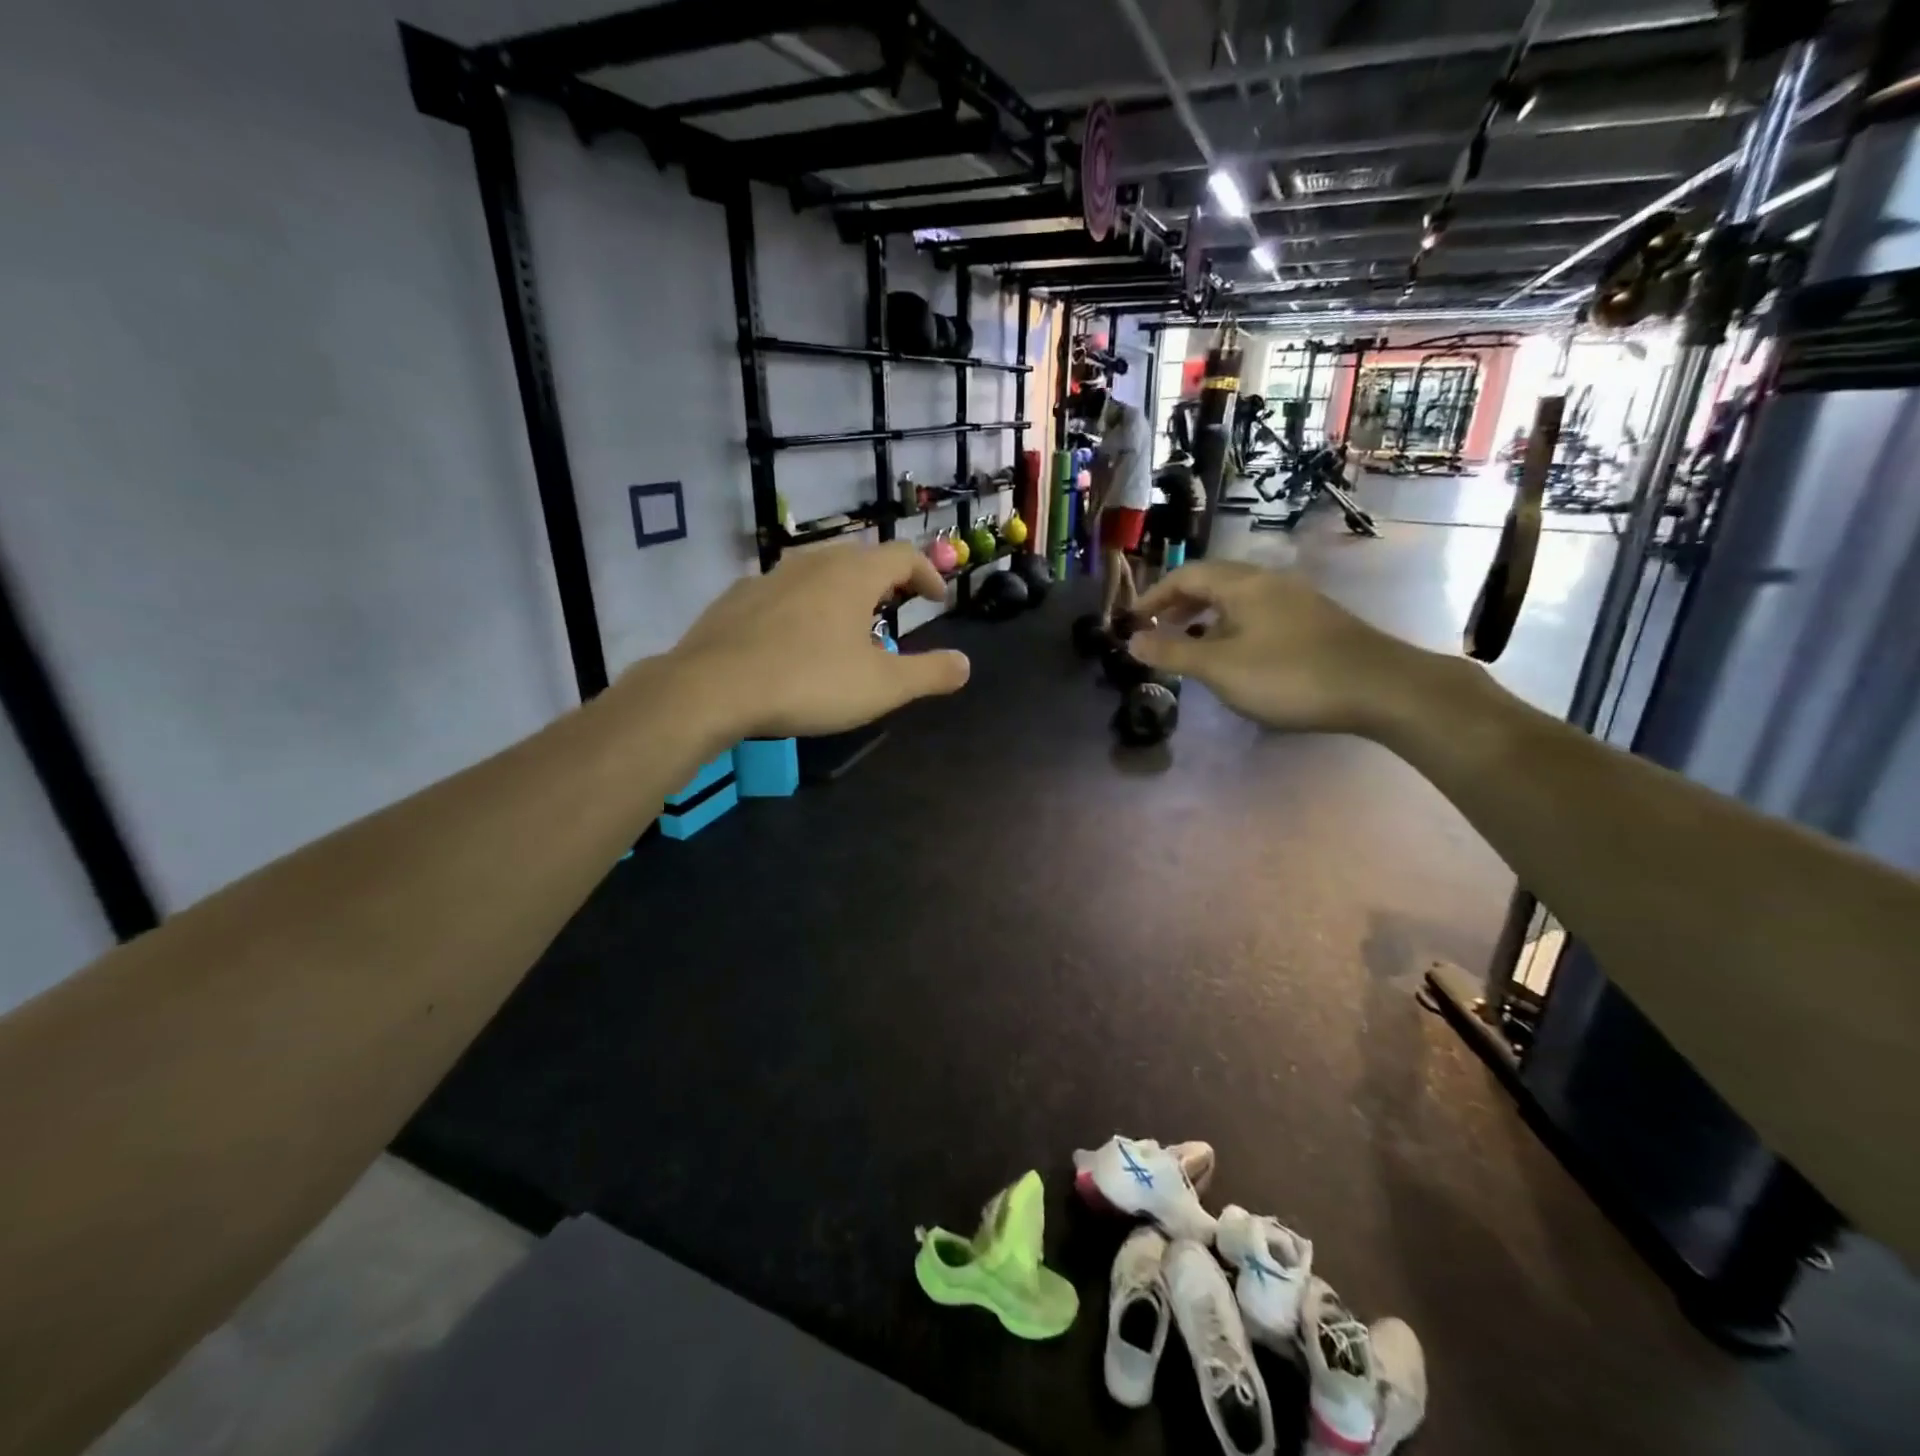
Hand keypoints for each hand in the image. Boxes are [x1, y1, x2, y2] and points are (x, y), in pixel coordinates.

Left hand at [661, 542, 968, 737]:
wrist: (712, 688)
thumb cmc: (809, 682)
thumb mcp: (882, 687)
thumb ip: (929, 673)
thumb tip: (965, 664)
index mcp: (853, 575)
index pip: (903, 555)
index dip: (927, 574)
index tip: (936, 599)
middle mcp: (813, 563)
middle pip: (861, 557)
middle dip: (886, 578)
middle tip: (897, 605)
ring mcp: (769, 577)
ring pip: (819, 571)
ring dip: (843, 589)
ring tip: (849, 622)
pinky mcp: (737, 598)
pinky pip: (783, 591)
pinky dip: (804, 603)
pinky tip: (796, 636)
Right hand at [1127, 561, 1426, 734]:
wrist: (1379, 687)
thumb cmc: (1289, 675)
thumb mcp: (1220, 667)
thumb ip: (1173, 651)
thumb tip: (1131, 639)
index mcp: (1242, 584)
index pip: (1186, 575)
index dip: (1154, 595)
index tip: (1133, 621)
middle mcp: (1268, 582)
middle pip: (1212, 582)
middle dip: (1179, 604)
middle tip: (1157, 630)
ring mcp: (1294, 600)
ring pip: (1237, 599)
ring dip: (1205, 617)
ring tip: (1190, 644)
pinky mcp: (1312, 622)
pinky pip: (1257, 614)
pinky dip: (1231, 627)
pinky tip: (1235, 655)